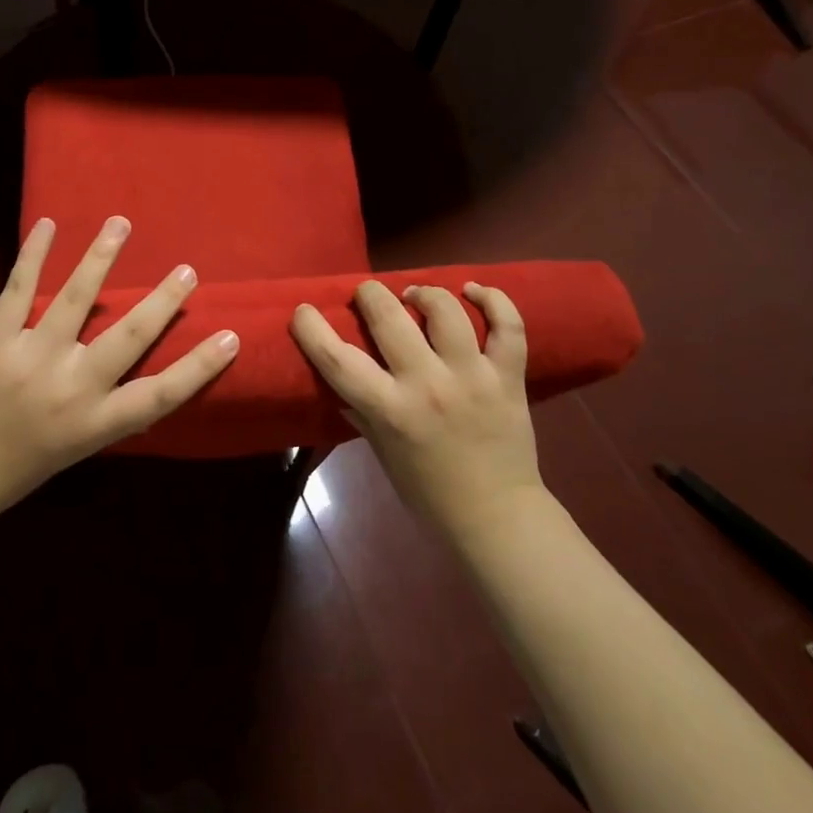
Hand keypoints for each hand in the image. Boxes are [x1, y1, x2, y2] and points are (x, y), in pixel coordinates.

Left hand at [0, 216, 239, 522]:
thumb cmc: (15, 466)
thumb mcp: (74, 449)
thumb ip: (104, 411)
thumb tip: (135, 378)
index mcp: (95, 423)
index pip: (160, 395)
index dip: (199, 366)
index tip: (230, 335)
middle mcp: (70, 389)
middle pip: (128, 337)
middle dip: (162, 301)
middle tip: (187, 270)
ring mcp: (31, 359)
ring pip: (76, 299)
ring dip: (101, 256)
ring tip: (121, 224)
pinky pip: (19, 288)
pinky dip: (34, 254)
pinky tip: (48, 225)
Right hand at [292, 281, 539, 545]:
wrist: (497, 521)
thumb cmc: (429, 494)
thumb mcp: (382, 453)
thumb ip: (361, 411)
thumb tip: (338, 379)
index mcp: (389, 410)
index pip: (336, 358)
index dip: (311, 326)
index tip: (303, 310)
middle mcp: (428, 385)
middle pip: (389, 316)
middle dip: (370, 294)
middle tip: (368, 296)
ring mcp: (472, 377)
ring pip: (447, 310)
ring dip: (424, 293)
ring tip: (416, 296)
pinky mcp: (508, 377)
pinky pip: (508, 326)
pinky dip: (494, 300)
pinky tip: (474, 290)